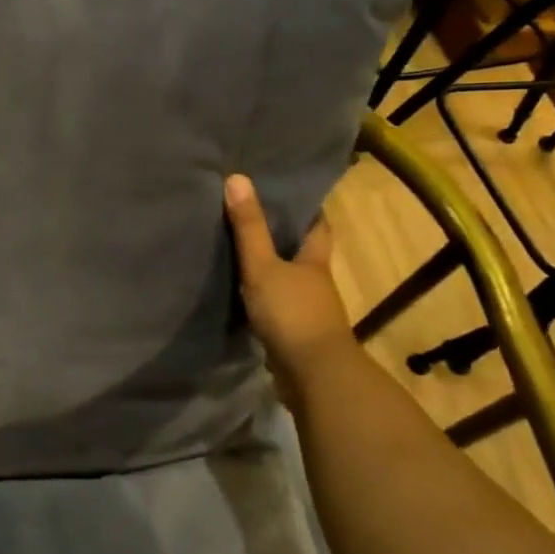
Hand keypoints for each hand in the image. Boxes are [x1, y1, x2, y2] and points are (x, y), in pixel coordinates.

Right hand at [224, 175, 354, 377]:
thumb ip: (249, 228)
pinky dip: (263, 298)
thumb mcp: (263, 266)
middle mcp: (315, 282)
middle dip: (284, 236)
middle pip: (302, 252)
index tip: (289, 189)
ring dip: (272, 268)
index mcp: (314, 261)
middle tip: (253, 214)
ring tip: (239, 250)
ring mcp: (307, 310)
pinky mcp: (294, 334)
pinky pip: (277, 306)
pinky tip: (241, 293)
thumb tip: (237, 177)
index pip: (317, 225)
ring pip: (289, 280)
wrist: (313, 375)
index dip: (307, 208)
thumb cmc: (292, 313)